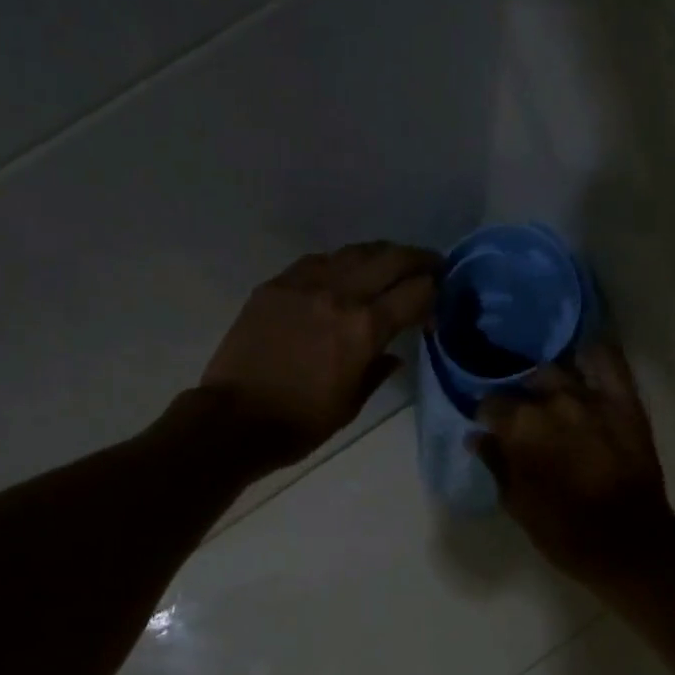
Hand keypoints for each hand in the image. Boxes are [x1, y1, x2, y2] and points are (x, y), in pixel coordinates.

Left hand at [200, 242, 437, 468]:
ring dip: (380, 254)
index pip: (416, 293)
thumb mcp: (350, 404)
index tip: (440, 299)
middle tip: (431, 265)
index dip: (435, 293)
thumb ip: (377, 371)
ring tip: (392, 262)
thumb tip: (393, 355)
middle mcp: (340, 294)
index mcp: (365, 328)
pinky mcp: (276, 285)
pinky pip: (317, 261)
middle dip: (418, 259)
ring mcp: (304, 284)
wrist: (234, 419)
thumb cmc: (301, 423)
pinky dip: (340, 263)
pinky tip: (343, 272)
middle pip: (390, 259)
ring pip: (354, 252)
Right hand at [473, 341, 674, 590]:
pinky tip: (583, 363)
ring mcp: (591, 396)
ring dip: (548, 381)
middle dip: (518, 398)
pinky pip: (607, 360)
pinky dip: (592, 356)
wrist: (628, 541)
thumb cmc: (563, 530)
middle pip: (524, 384)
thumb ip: (496, 463)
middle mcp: (552, 401)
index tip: (492, 429)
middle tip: (522, 416)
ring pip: (558, 370)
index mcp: (520, 427)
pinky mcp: (623, 400)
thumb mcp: (517, 503)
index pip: (491, 404)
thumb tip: (477, 437)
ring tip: (549, 395)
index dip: (488, 417)